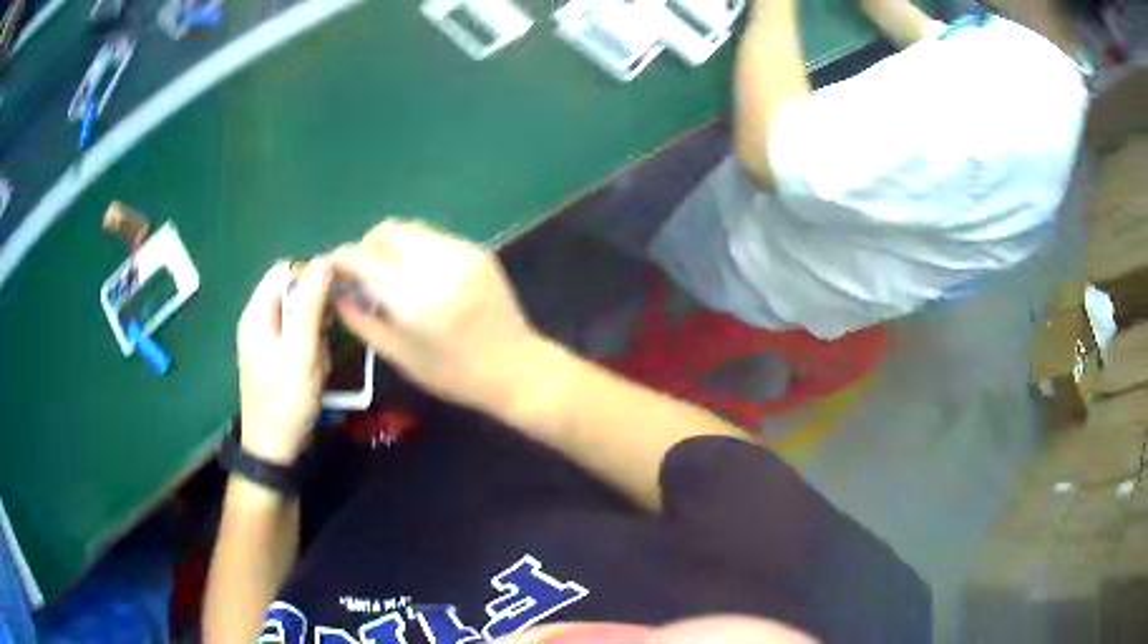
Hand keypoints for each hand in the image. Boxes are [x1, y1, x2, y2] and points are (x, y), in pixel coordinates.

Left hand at [236, 259, 332, 464]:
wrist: (275, 449)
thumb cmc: (286, 400)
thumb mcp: (301, 350)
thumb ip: (311, 305)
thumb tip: (324, 261)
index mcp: (257, 313)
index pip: (284, 272)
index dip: (311, 274)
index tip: (336, 291)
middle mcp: (259, 321)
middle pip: (293, 293)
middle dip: (316, 311)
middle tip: (327, 335)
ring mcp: (267, 341)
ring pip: (301, 317)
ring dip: (317, 333)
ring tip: (320, 359)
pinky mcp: (278, 358)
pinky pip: (300, 339)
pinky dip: (313, 349)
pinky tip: (317, 369)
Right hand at [331, 219, 540, 413]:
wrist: (515, 367)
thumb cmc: (452, 374)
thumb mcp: (399, 355)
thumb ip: (361, 319)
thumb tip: (336, 291)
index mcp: (410, 297)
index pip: (361, 257)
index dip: (341, 258)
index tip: (334, 268)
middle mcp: (434, 265)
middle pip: (386, 230)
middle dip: (367, 245)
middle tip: (364, 271)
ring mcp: (460, 253)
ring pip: (411, 229)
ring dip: (393, 245)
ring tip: (392, 273)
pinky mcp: (477, 251)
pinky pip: (435, 237)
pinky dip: (419, 249)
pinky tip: (422, 275)